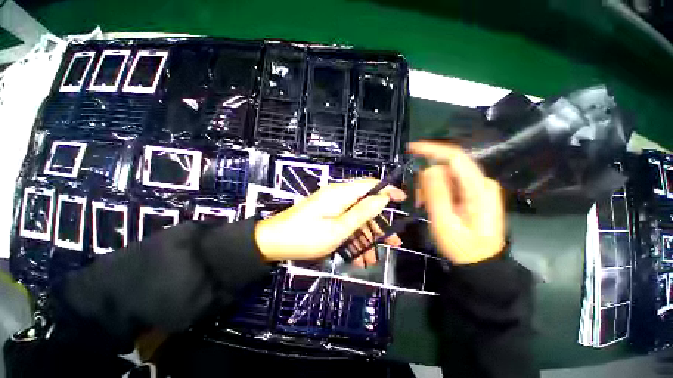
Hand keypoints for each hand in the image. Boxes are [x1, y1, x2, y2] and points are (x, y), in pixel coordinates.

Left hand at [254, 179, 406, 265]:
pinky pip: (345, 223)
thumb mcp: (338, 228)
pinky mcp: (326, 215)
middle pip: (365, 205)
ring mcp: (331, 206)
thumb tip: (382, 197)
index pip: (370, 184)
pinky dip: (352, 238)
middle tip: (393, 242)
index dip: (388, 190)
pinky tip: (357, 258)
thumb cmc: (306, 237)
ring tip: (374, 258)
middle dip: (379, 224)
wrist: (273, 242)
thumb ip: (362, 212)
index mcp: (341, 194)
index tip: (403, 199)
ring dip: (366, 237)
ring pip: (356, 218)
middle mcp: (338, 196)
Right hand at [409, 141, 504, 264]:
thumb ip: (437, 195)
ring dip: (430, 186)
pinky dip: (435, 190)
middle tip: (419, 199)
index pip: (455, 157)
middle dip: (427, 178)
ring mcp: (477, 187)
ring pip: (445, 174)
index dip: (432, 149)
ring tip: (425, 205)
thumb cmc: (463, 248)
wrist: (481, 263)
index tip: (411, 148)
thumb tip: (427, 169)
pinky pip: (448, 182)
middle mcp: (481, 182)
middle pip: (447, 166)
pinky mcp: (472, 191)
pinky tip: (431, 203)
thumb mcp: (445, 224)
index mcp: (479, 188)